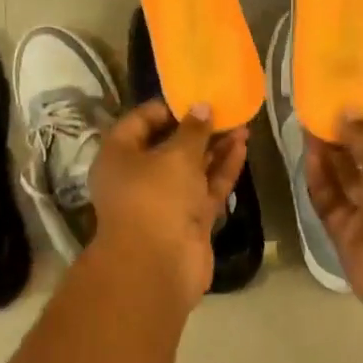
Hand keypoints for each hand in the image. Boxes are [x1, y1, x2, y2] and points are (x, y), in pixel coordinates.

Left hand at [91, 100, 248, 307]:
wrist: (158, 265)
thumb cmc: (156, 198)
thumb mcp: (175, 156)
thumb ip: (193, 130)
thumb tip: (202, 107)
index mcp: (119, 157)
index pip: (139, 121)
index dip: (166, 108)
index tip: (194, 98)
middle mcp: (138, 177)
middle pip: (168, 145)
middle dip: (198, 129)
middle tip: (226, 110)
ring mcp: (164, 200)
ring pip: (191, 168)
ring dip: (215, 148)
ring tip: (243, 125)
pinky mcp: (188, 219)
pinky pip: (206, 188)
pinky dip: (222, 170)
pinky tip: (242, 148)